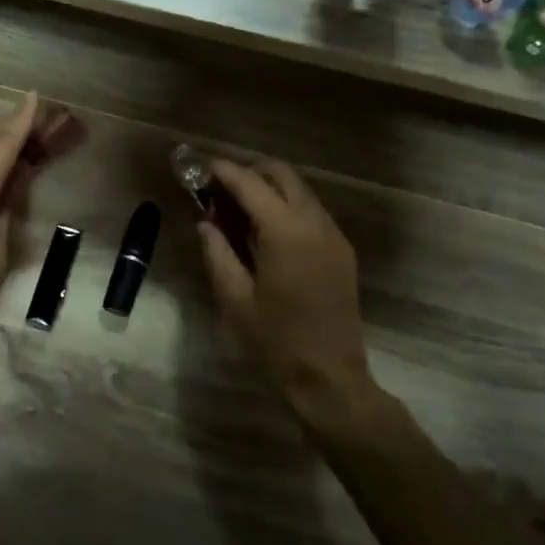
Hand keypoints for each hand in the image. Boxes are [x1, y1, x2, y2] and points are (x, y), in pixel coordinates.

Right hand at [195, 158, 376, 426]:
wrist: (330, 377)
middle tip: (220, 187)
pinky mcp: (342, 251)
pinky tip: (266, 231)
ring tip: (239, 209)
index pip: (251, 184)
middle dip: (251, 171)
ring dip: (270, 188)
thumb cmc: (275, 341)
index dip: (224, 171)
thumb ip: (217, 253)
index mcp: (285, 232)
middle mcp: (314, 223)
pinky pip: (312, 212)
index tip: (202, 168)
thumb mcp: (234, 298)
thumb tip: (206, 224)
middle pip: (282, 175)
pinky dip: (287, 206)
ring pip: (300, 191)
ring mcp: (333, 235)